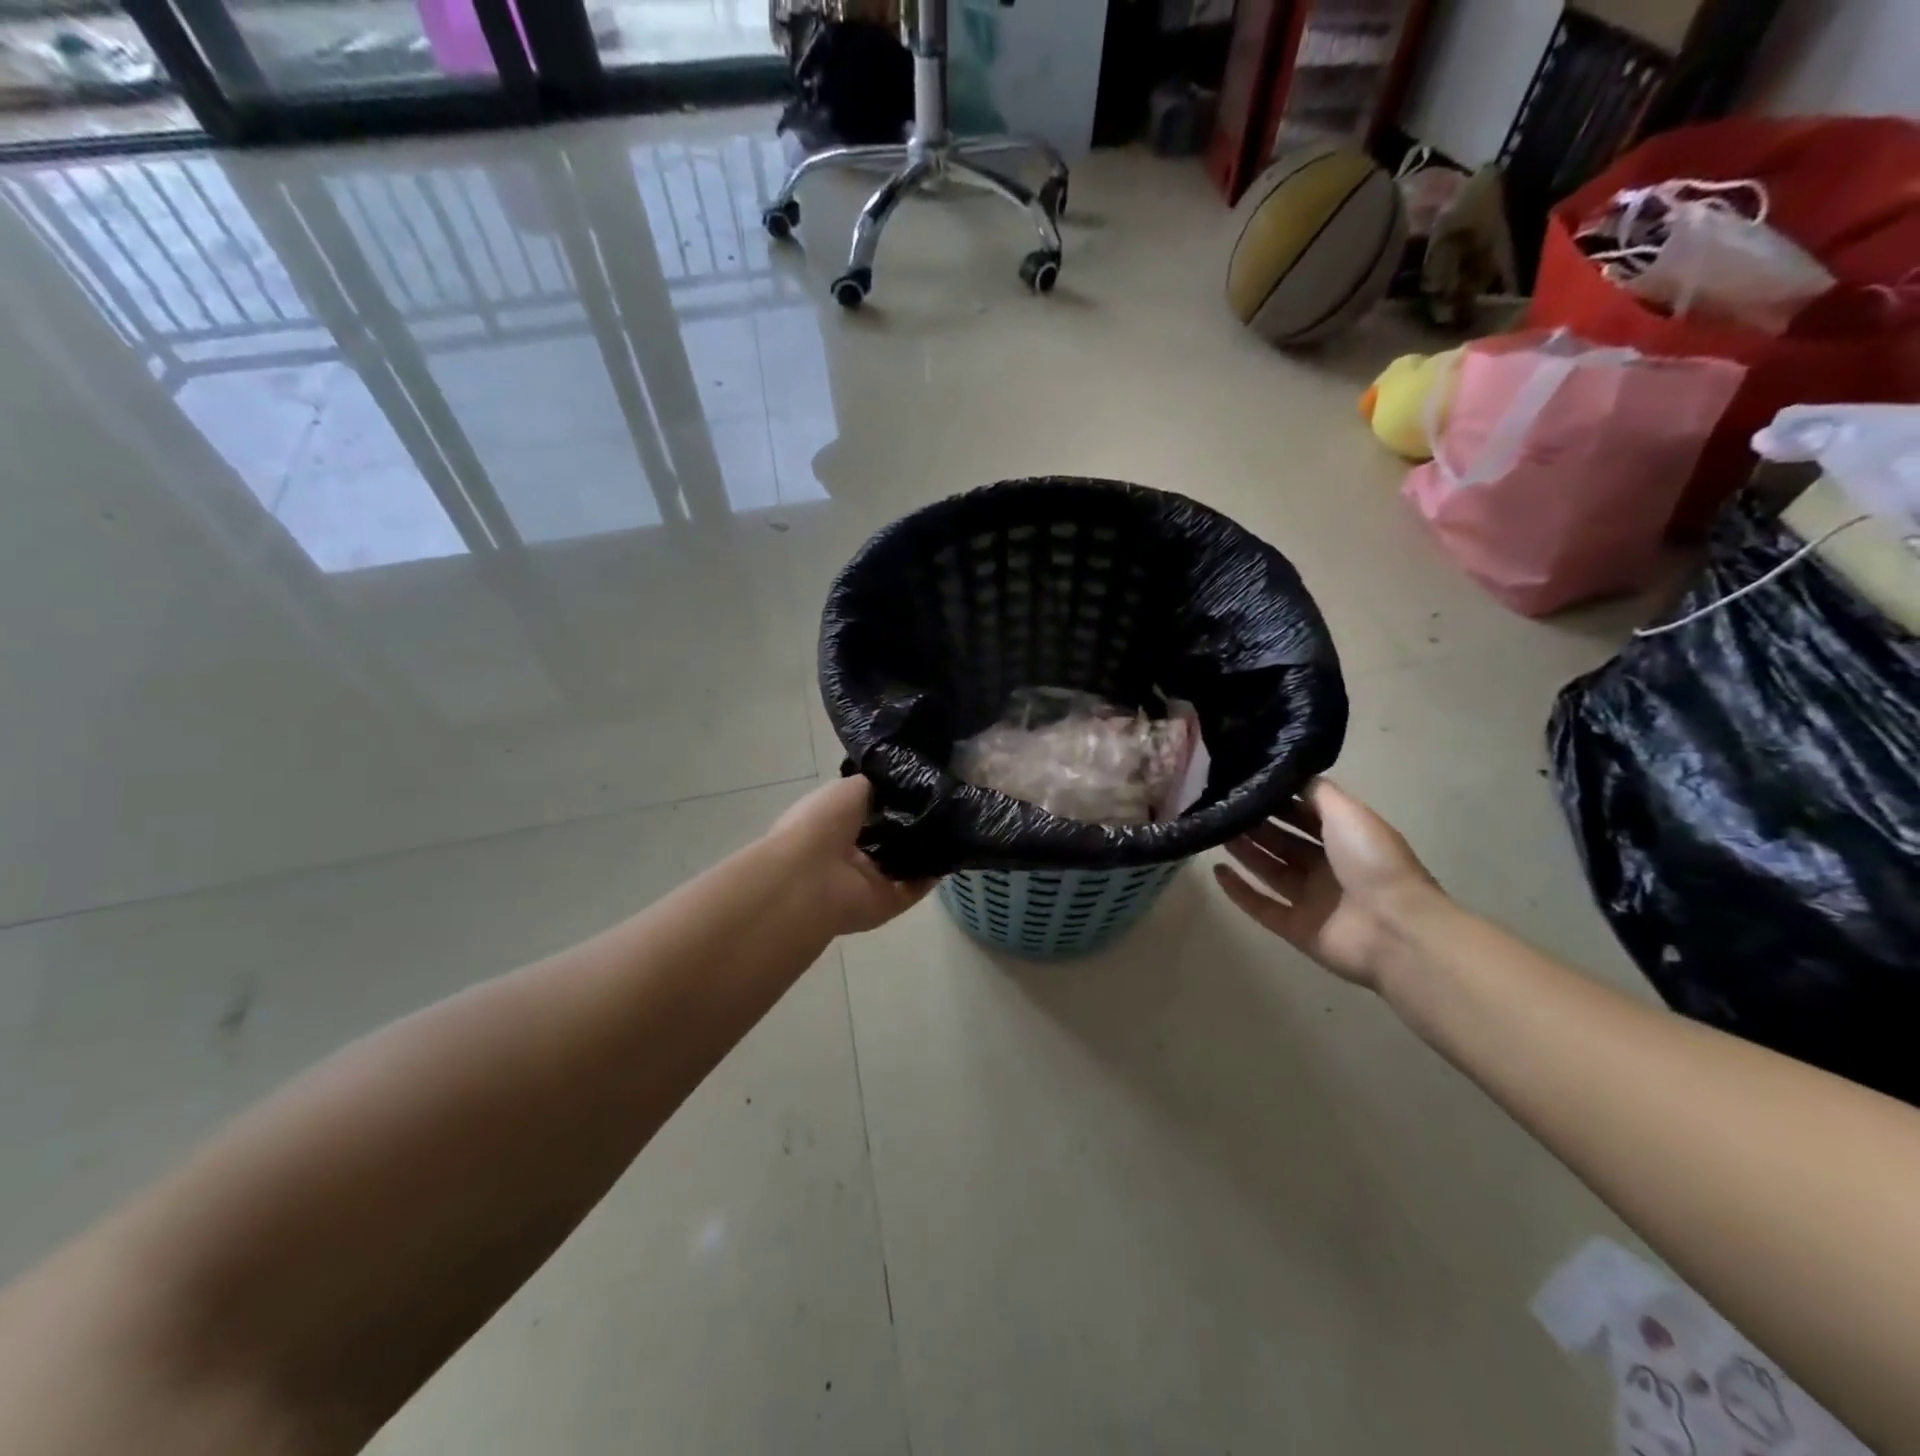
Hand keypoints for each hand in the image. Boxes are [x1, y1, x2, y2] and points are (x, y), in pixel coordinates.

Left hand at [765, 776, 935, 935]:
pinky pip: (916, 888)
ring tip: (954, 822)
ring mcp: (869, 882)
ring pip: (904, 865)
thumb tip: (901, 783)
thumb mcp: (848, 788)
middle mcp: (851, 855)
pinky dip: (933, 873)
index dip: (893, 800)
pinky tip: (952, 849)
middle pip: (889, 839)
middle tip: (943, 803)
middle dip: (913, 824)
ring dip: (927, 847)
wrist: (809, 878)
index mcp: (834, 826)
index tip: (921, 785)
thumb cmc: (821, 824)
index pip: (869, 813)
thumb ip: (875, 786)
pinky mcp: (887, 904)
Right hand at [1212, 779, 1444, 989]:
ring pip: (1269, 870)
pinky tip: (1216, 871)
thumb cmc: (1373, 863)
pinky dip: (1239, 891)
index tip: (1244, 784)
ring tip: (1213, 830)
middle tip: (1221, 806)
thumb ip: (1317, 793)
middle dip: (1255, 824)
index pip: (1305, 815)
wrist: (1394, 930)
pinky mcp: (1295, 928)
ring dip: (1244, 852)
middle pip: (1284, 842)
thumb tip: (1286, 775)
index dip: (1277, 801)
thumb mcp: (1348, 813)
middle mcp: (1328, 867)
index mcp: (1346, 839)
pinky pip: (1261, 906)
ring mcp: (1311, 900)